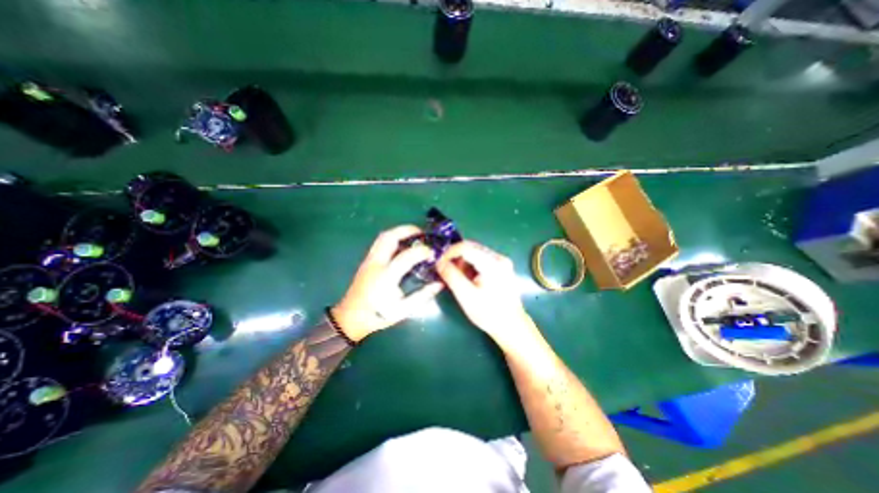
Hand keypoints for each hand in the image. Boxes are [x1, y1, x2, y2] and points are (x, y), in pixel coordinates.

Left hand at [331, 225, 447, 339]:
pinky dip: (393, 238)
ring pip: (382, 237)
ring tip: (413, 235)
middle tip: (421, 232)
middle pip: (389, 237)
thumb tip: (439, 284)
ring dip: (399, 232)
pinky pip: (379, 243)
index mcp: (386, 277)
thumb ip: (422, 296)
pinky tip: (402, 245)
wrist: (351, 318)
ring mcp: (369, 261)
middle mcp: (376, 264)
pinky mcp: (366, 261)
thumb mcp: (403, 310)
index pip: (406, 256)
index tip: (432, 252)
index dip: (421, 251)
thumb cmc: (378, 315)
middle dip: (406, 230)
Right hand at [436, 240, 540, 351]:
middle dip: (455, 257)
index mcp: (493, 263)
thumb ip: (451, 276)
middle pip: (471, 247)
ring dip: (462, 261)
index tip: (438, 264)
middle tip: (445, 270)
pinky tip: (467, 278)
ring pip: (475, 252)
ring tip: (456, 277)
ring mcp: (502, 262)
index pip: (466, 247)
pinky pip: (481, 259)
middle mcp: (499, 257)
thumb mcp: (466, 296)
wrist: (511, 326)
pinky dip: (470, 265)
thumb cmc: (489, 313)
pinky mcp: (501, 267)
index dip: (449, 253)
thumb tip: (439, 263)